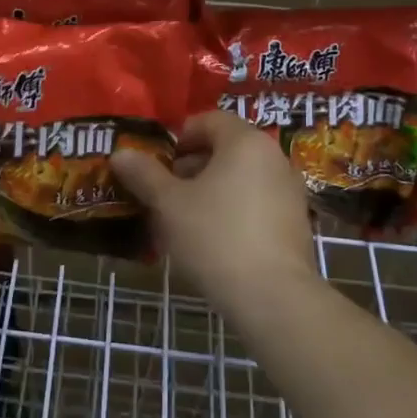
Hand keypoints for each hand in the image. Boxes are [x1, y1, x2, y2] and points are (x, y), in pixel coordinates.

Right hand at [112, 111, 315, 310]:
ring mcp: (289, 191)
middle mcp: (273, 157)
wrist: (273, 297)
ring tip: (182, 219)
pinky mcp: (295, 223)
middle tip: (162, 192)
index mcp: (245, 142)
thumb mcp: (169, 204)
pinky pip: (255, 203)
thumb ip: (144, 174)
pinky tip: (212, 240)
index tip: (155, 163)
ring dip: (209, 190)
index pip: (208, 120)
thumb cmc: (215, 237)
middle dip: (190, 166)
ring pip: (240, 178)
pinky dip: (231, 210)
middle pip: (225, 148)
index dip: (177, 137)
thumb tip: (120, 154)